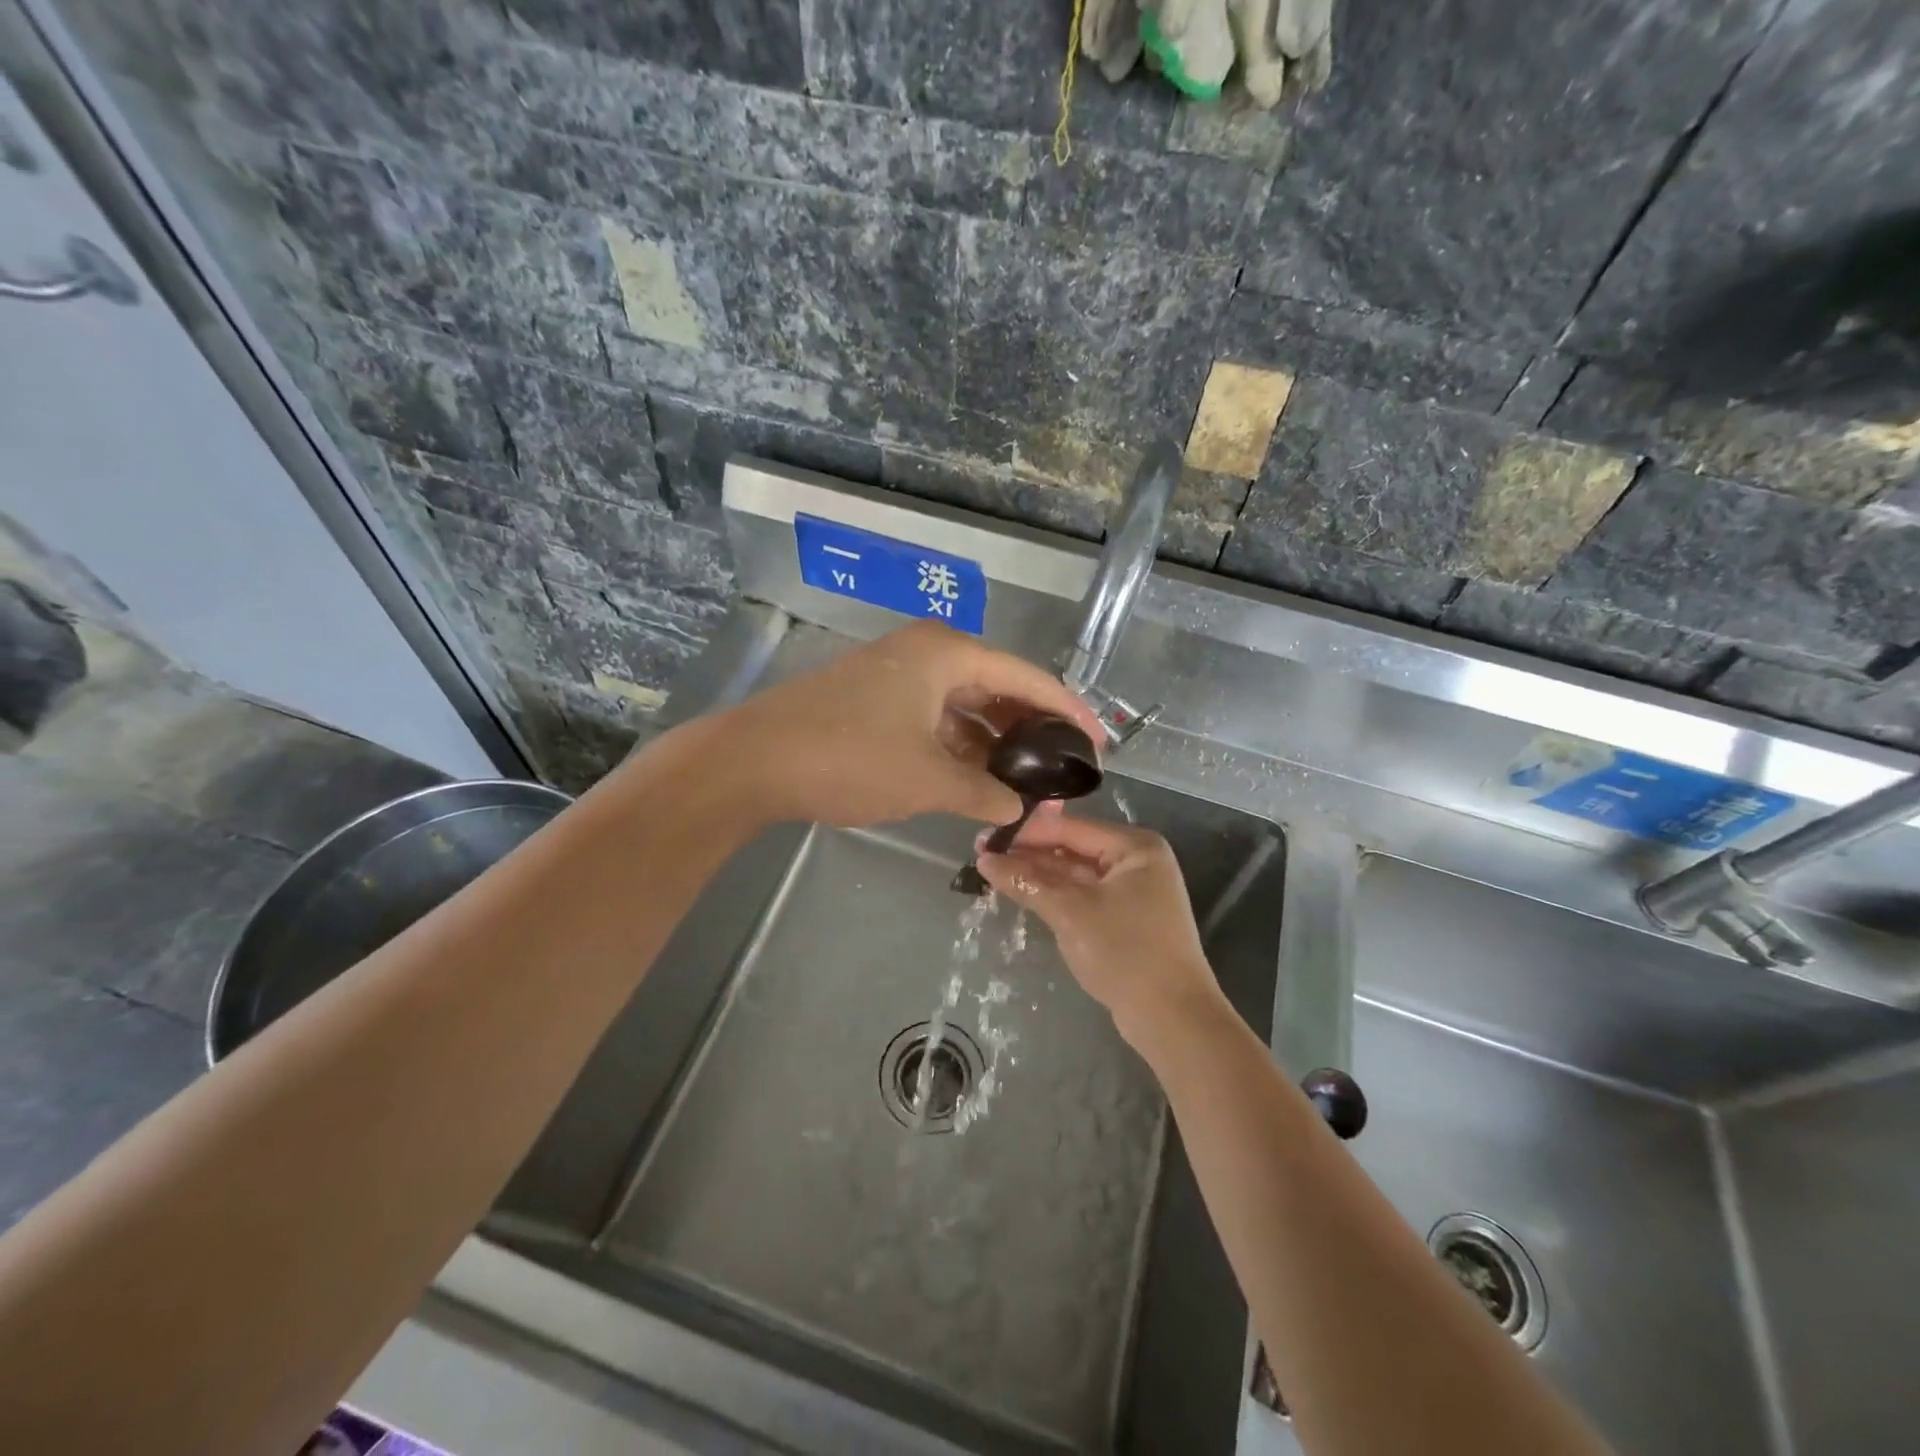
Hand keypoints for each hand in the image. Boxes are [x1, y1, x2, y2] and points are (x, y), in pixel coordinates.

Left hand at [715, 622, 1104, 828]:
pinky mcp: (874, 698)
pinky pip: (934, 717)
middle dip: (1030, 730)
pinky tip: (975, 777)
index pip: (1028, 679)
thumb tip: (1018, 809)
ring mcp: (896, 674)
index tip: (1099, 743)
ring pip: (964, 706)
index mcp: (948, 654)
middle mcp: (927, 652)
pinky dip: (957, 745)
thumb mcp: (929, 780)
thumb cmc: (850, 758)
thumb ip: (984, 793)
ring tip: (1024, 781)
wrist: (752, 760)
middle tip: (1061, 769)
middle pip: (997, 688)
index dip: (1068, 712)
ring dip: (993, 742)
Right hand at [975, 815, 1224, 1037]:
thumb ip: (1027, 882)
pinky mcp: (1126, 918)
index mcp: (1135, 846)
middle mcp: (1137, 861)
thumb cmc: (1126, 953)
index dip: (1025, 832)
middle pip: (1073, 848)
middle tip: (982, 856)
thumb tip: (983, 860)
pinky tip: (1024, 894)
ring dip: (1039, 875)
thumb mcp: (1071, 913)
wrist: (1174, 1019)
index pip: (1070, 828)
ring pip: (1076, 874)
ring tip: (993, 873)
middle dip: (1030, 854)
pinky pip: (1084, 896)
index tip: (983, 838)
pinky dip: (1056, 896)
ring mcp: (1134, 891)